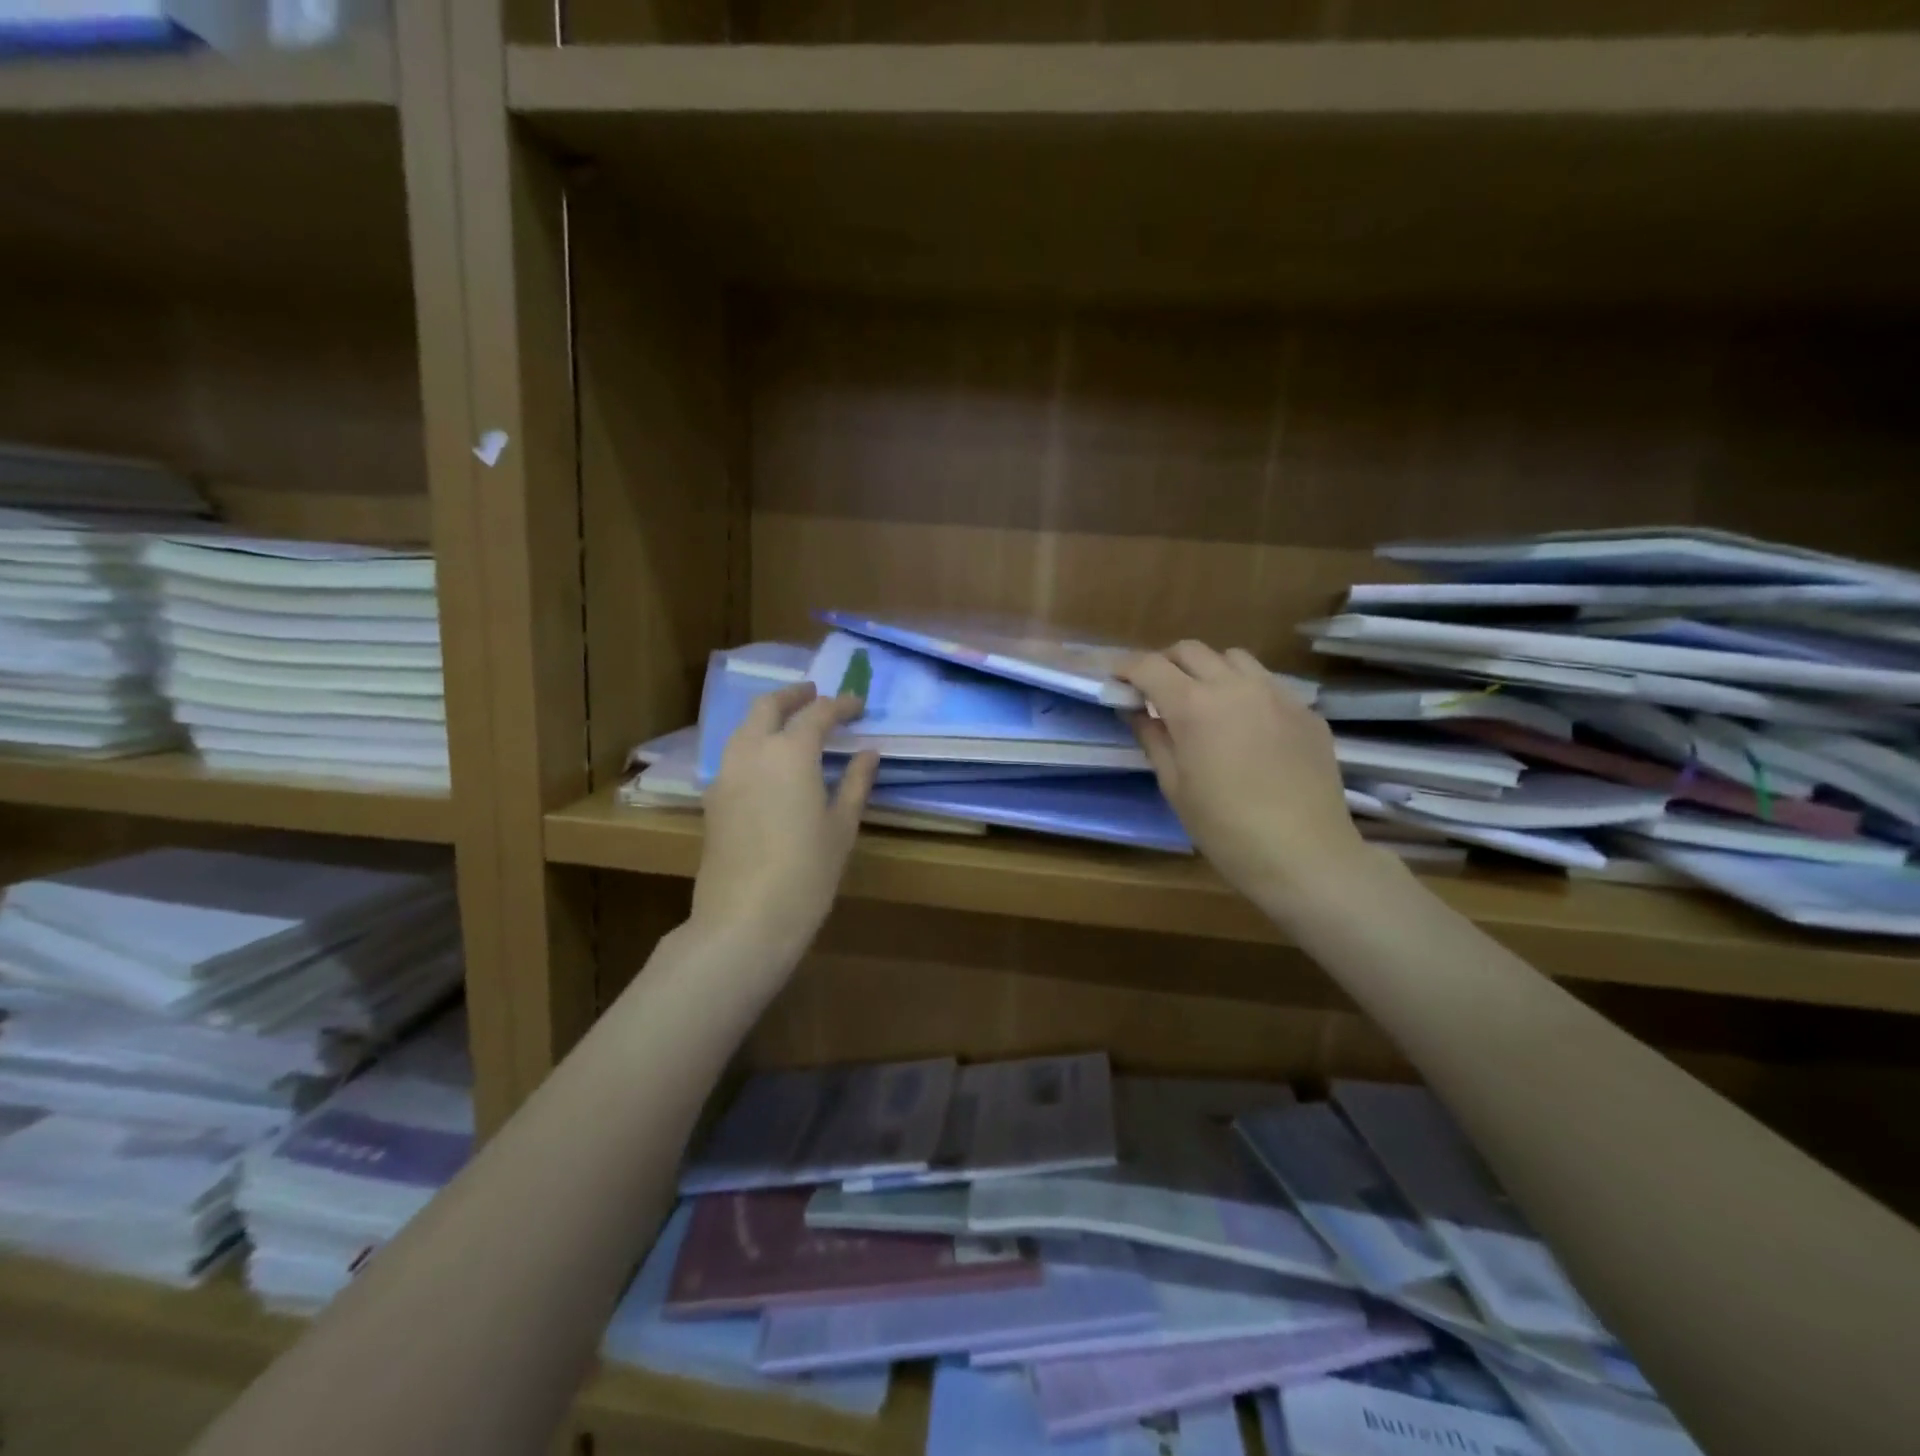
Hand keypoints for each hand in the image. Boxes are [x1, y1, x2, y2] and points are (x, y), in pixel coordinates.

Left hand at [693, 683, 878, 963]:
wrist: (745, 918)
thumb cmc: (807, 872)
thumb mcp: (842, 827)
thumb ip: (855, 783)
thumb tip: (868, 753)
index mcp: (790, 752)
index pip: (817, 714)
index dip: (840, 705)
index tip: (857, 705)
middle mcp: (752, 752)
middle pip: (768, 707)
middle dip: (793, 696)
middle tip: (815, 694)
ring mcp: (725, 774)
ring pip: (744, 728)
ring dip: (768, 717)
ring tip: (792, 724)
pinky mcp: (712, 799)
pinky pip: (734, 755)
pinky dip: (753, 744)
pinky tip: (769, 765)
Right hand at [1121, 642, 1369, 918]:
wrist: (1305, 855)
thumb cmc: (1225, 829)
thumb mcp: (1175, 786)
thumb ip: (1153, 739)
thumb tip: (1136, 711)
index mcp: (1194, 706)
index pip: (1149, 666)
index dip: (1126, 668)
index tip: (1116, 680)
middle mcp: (1235, 686)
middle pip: (1191, 650)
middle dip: (1165, 663)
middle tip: (1154, 691)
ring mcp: (1277, 694)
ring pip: (1234, 658)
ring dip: (1208, 669)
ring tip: (1204, 701)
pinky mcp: (1306, 711)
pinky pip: (1267, 684)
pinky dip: (1245, 691)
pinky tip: (1246, 726)